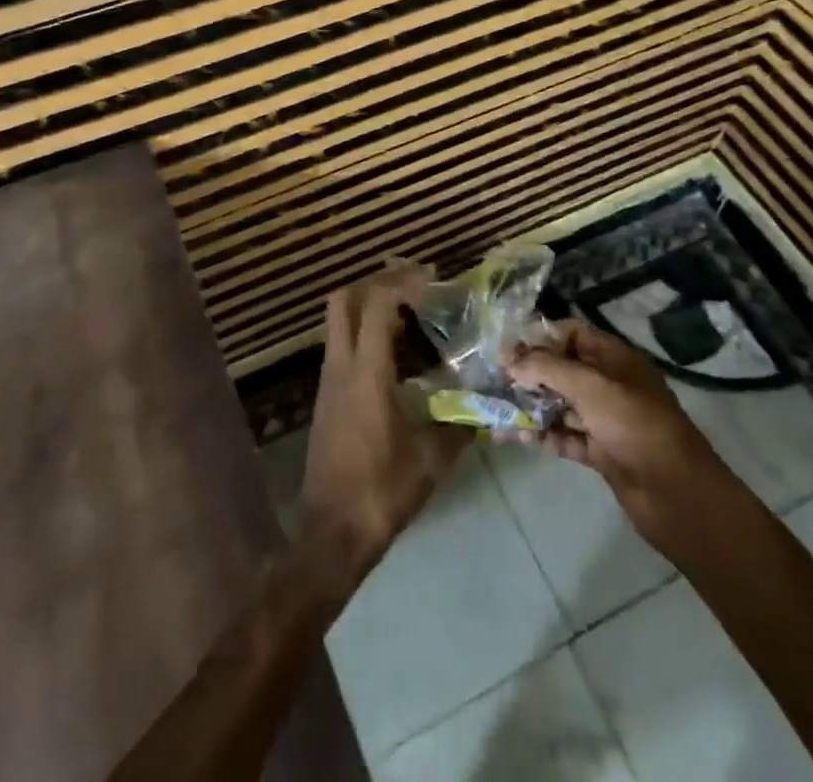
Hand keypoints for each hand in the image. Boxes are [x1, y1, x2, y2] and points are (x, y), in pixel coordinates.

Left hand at [298, 263, 468, 596]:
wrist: (330, 534)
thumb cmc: (381, 491)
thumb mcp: (431, 460)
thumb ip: (459, 426)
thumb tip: (485, 408)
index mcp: (366, 372)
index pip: (376, 304)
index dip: (402, 281)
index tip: (431, 278)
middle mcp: (340, 366)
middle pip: (343, 299)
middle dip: (375, 281)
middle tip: (412, 283)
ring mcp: (328, 380)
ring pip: (338, 321)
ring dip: (368, 305)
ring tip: (408, 310)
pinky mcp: (326, 397)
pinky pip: (341, 344)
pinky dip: (363, 331)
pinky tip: (394, 351)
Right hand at [508, 320, 727, 551]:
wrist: (677, 496)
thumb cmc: (635, 426)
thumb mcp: (590, 387)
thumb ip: (547, 368)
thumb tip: (510, 358)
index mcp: (614, 359)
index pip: (572, 335)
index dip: (540, 338)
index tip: (508, 348)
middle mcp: (610, 384)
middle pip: (563, 370)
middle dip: (530, 373)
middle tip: (495, 380)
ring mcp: (606, 420)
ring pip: (562, 405)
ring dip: (532, 406)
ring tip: (496, 410)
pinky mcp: (602, 452)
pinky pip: (566, 437)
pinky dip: (544, 436)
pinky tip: (517, 437)